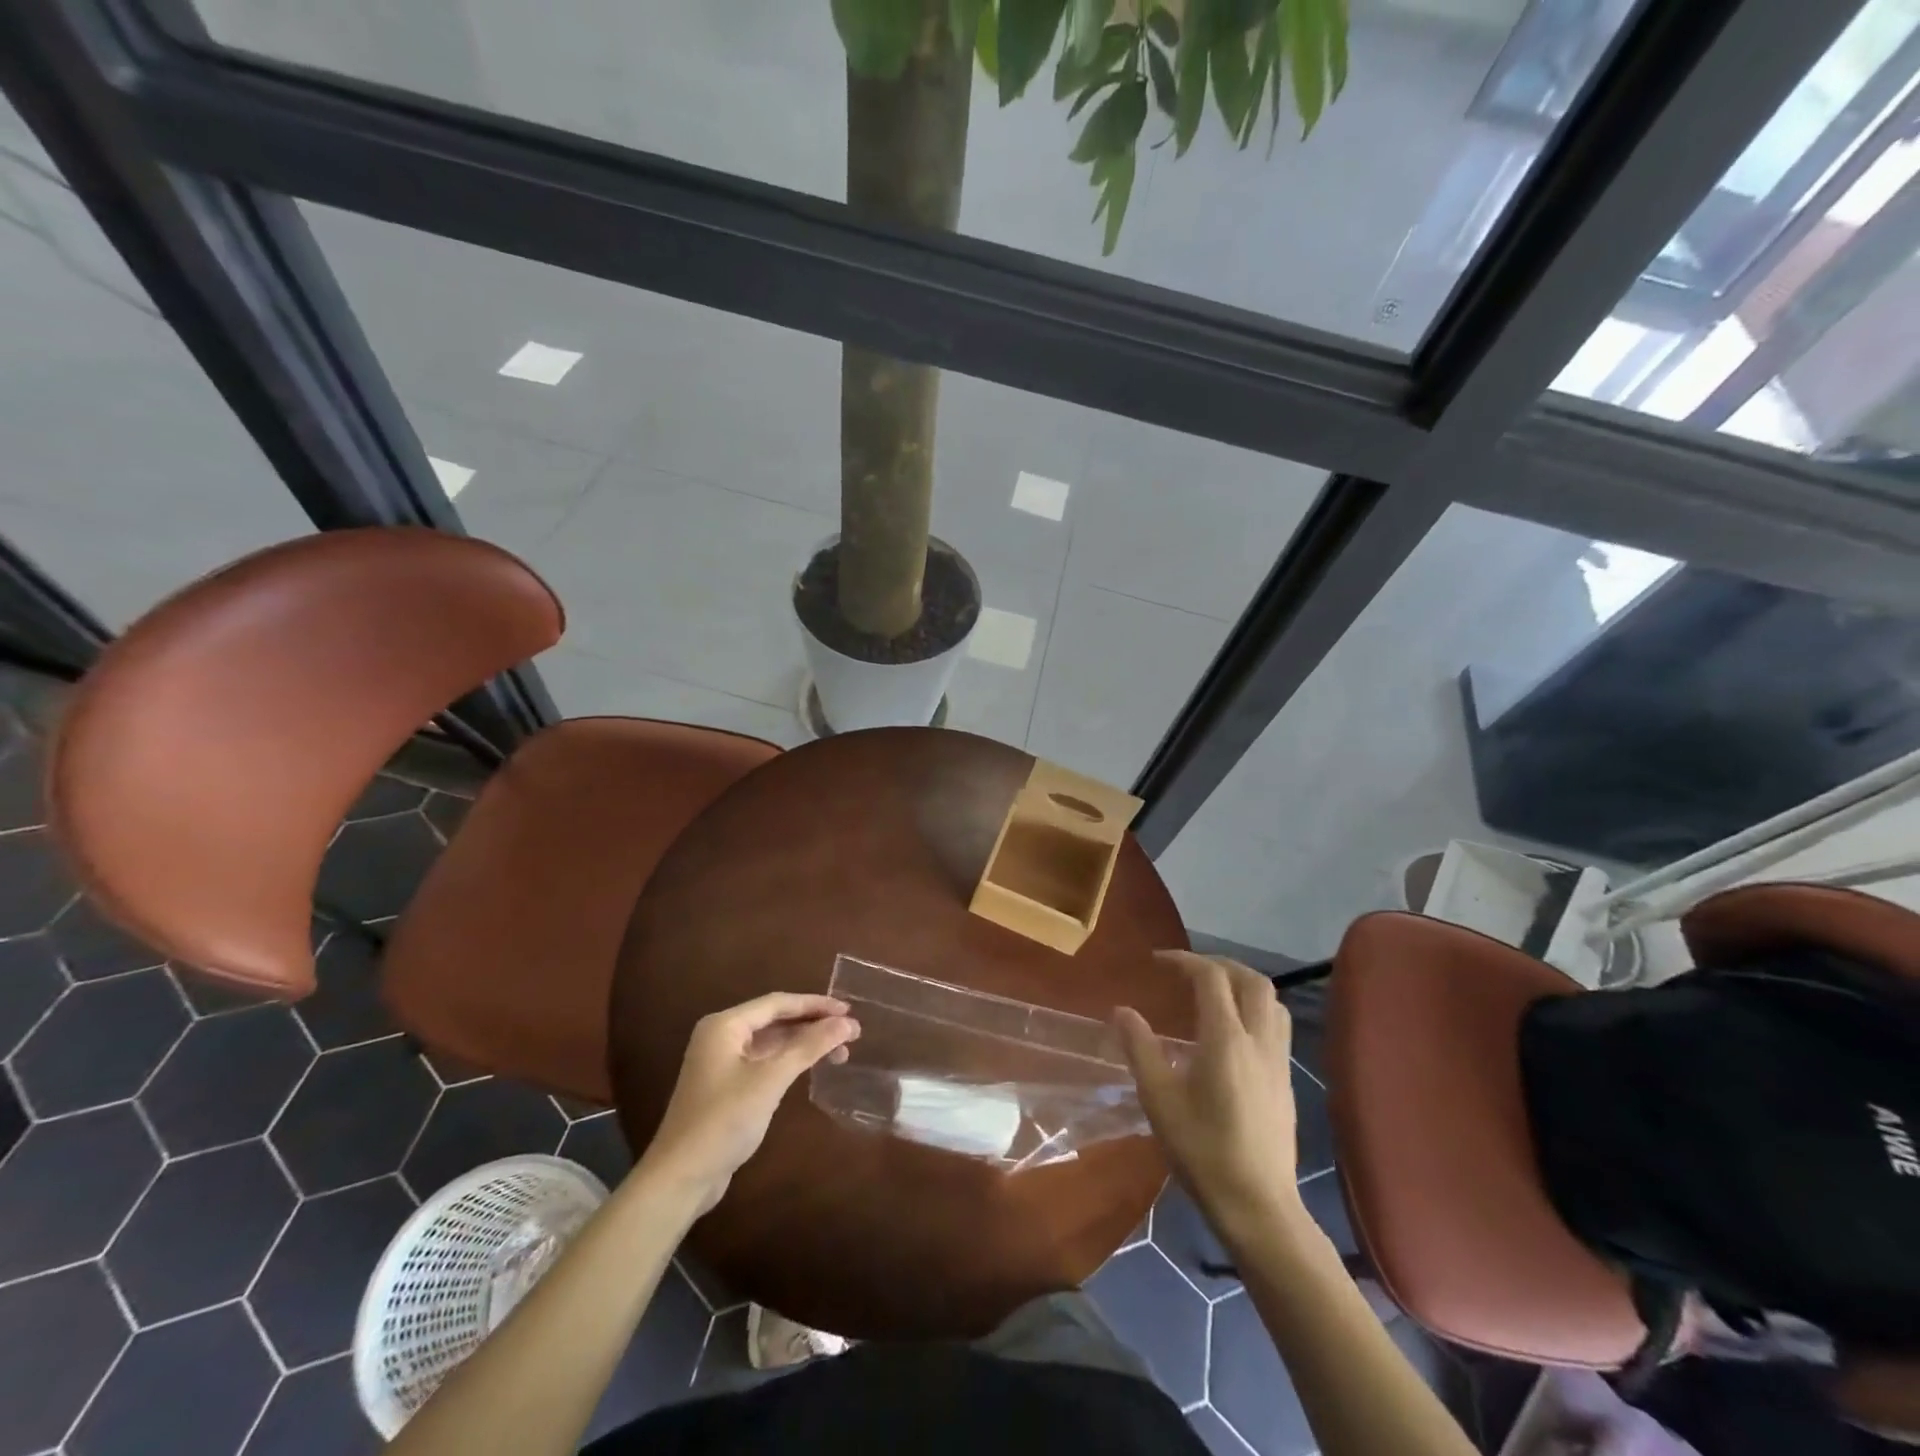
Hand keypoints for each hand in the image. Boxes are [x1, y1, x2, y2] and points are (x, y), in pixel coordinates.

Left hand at [643, 993, 859, 1214]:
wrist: (681, 1178)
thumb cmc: (724, 1120)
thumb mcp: (770, 1080)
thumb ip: (809, 1047)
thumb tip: (847, 1023)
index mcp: (725, 1025)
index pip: (778, 1003)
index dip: (816, 1004)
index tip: (849, 1010)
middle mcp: (722, 1036)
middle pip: (776, 1020)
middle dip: (813, 1025)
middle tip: (851, 1032)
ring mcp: (723, 1062)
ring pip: (773, 1042)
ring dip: (805, 1044)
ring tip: (841, 1052)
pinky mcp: (727, 1086)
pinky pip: (766, 1061)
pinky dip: (791, 1061)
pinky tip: (813, 1067)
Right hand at [1115, 951, 1300, 1239]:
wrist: (1259, 1208)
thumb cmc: (1203, 1152)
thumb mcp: (1159, 1100)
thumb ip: (1140, 1048)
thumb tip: (1122, 1011)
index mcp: (1226, 1039)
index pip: (1211, 977)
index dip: (1184, 960)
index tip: (1158, 961)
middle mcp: (1259, 1040)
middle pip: (1252, 980)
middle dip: (1219, 965)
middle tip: (1188, 970)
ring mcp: (1279, 1061)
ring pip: (1272, 1001)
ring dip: (1243, 984)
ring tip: (1213, 992)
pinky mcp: (1287, 1081)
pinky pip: (1277, 1026)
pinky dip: (1255, 1009)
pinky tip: (1232, 1032)